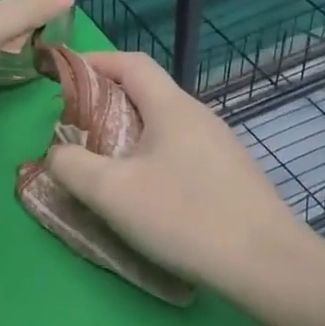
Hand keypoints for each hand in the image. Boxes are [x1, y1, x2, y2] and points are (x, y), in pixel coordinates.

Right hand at [43, 52, 312, 296]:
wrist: (267, 264)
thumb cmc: (185, 217)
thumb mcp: (112, 192)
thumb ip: (72, 165)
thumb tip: (57, 153)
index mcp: (172, 107)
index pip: (130, 63)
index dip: (94, 61)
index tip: (63, 74)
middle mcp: (199, 116)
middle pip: (147, 93)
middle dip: (105, 103)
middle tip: (75, 129)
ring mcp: (220, 146)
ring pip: (163, 126)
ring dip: (128, 134)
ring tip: (104, 164)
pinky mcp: (230, 175)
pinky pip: (180, 151)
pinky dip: (151, 157)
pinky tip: (145, 193)